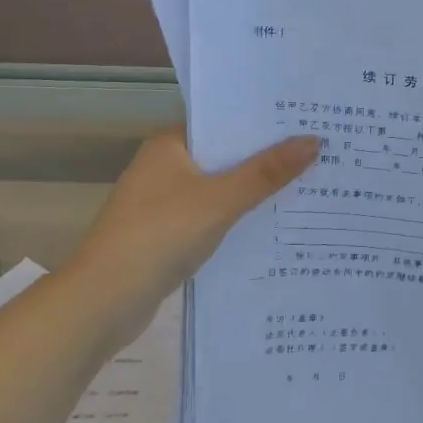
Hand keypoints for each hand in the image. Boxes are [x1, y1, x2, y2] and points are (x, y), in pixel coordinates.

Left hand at [71, 130, 319, 302]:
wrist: (103, 302)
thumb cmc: (159, 235)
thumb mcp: (220, 200)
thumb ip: (266, 172)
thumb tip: (314, 140)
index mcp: (169, 145)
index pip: (223, 122)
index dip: (262, 122)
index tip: (305, 120)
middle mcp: (164, 167)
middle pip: (224, 155)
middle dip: (265, 158)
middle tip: (318, 151)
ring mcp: (162, 203)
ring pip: (219, 188)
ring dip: (253, 191)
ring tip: (307, 184)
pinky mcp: (165, 235)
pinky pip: (211, 216)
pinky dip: (236, 218)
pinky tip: (271, 224)